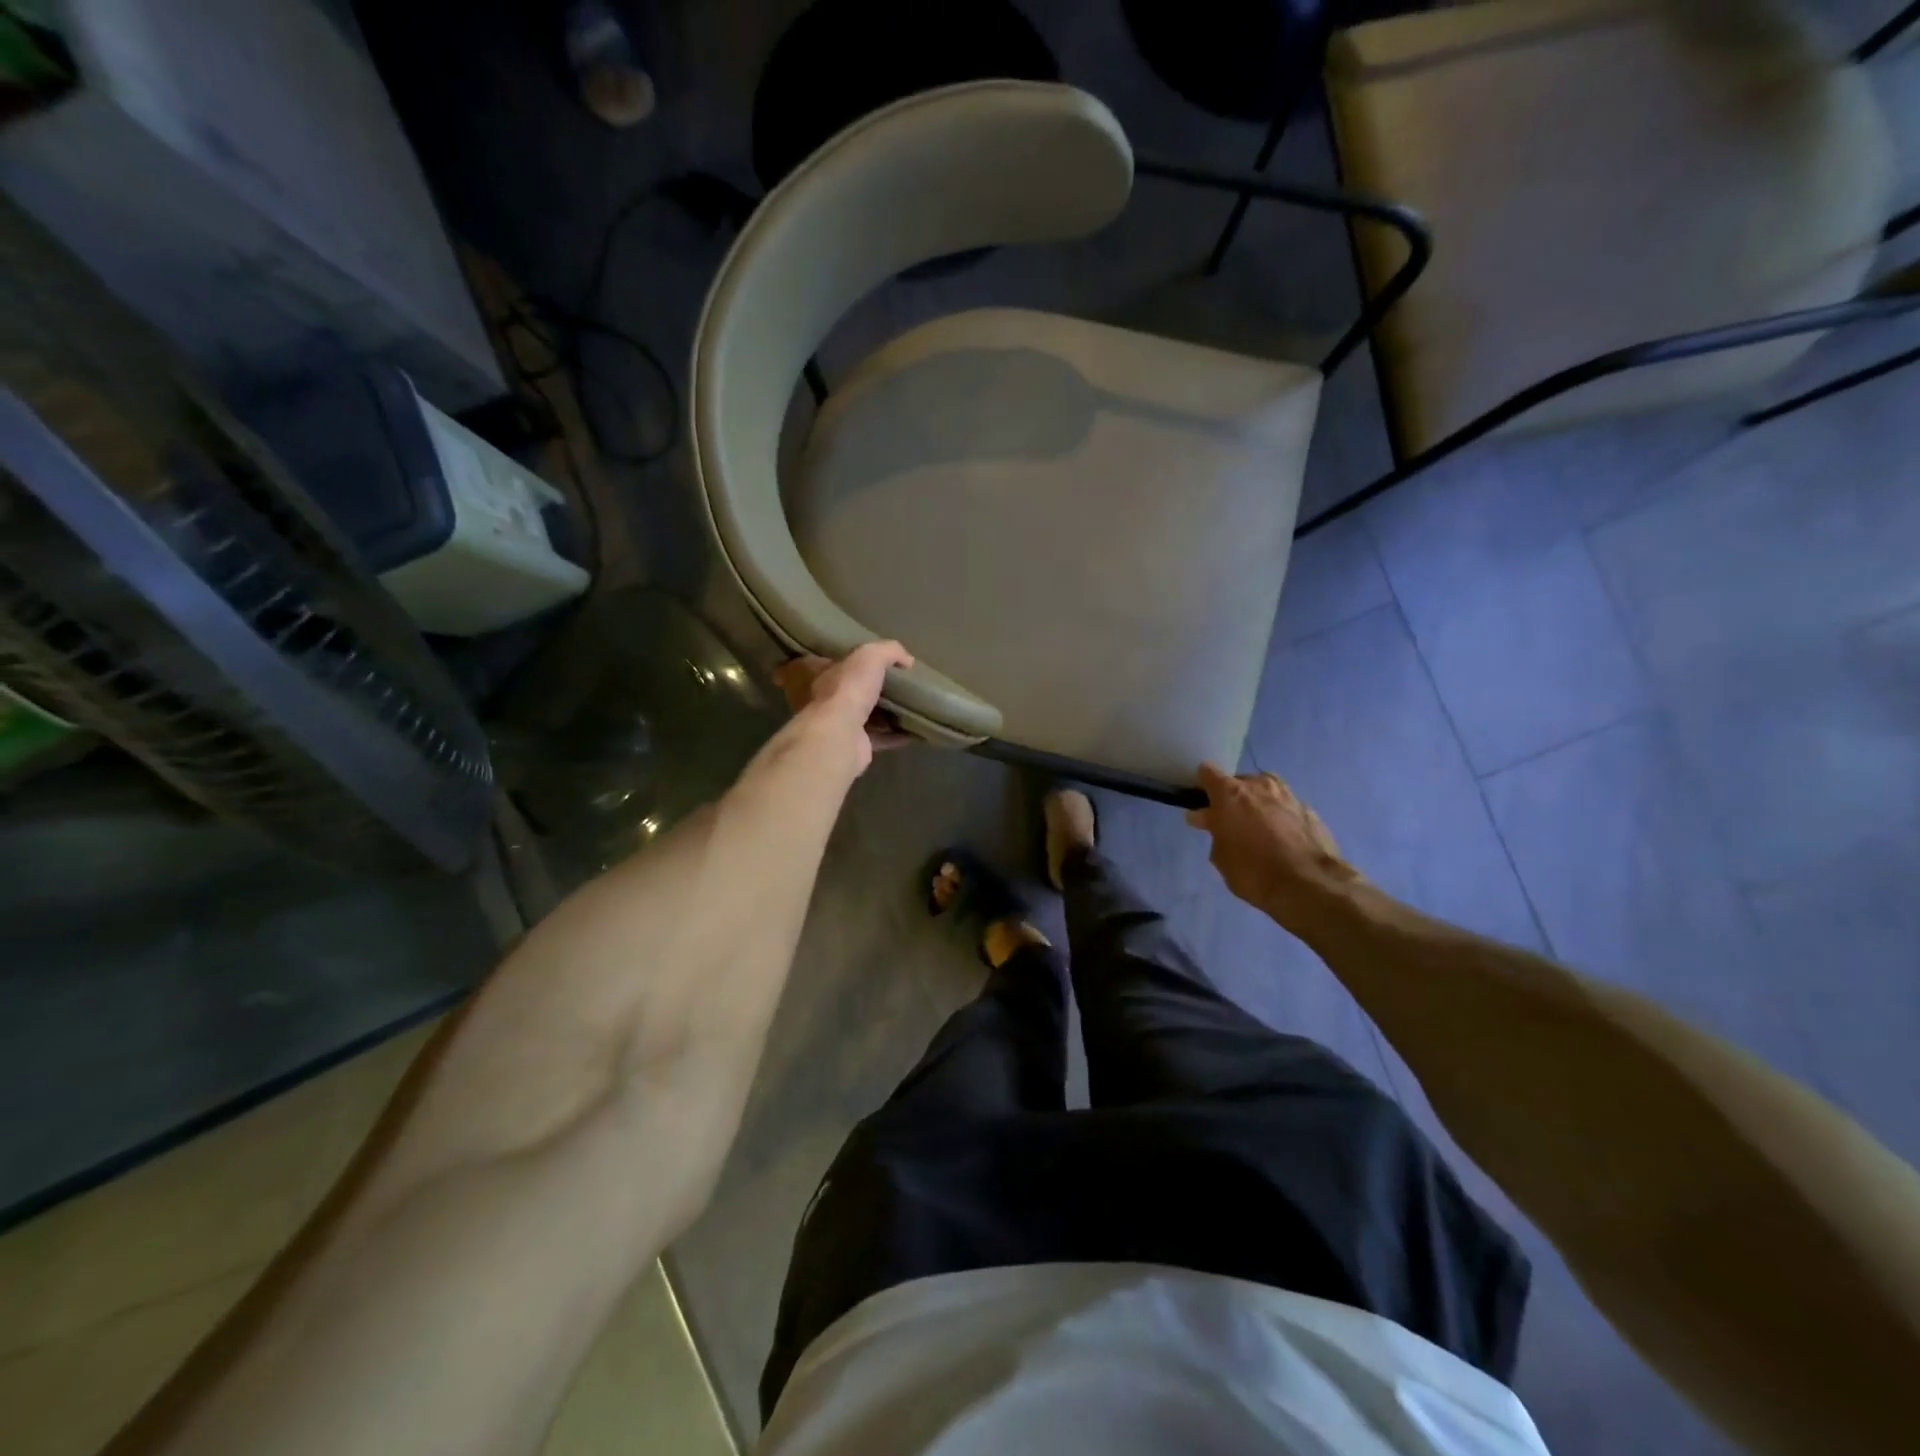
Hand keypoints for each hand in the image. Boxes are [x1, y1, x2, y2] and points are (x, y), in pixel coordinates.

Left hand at [773, 642, 915, 772]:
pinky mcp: (850, 746)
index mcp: (811, 673)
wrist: (840, 737)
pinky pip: (876, 737)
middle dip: (869, 687)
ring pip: (862, 715)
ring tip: (909, 705)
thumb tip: (907, 661)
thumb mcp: (870, 655)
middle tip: (896, 683)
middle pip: (846, 689)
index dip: (844, 658)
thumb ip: (888, 651)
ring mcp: (832, 725)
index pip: (823, 660)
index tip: (868, 659)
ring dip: (884, 714)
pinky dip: (894, 735)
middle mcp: (816, 699)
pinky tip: (913, 730)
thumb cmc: (846, 689)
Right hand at [1185, 763, 1361, 933]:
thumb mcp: (1221, 856)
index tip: (1202, 804)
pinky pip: (1285, 807)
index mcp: (1230, 793)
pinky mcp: (1310, 810)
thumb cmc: (1253, 871)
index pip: (1207, 772)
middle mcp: (1259, 785)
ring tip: (1257, 828)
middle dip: (1233, 798)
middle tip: (1231, 822)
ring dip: (1258, 804)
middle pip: (1239, 782)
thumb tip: (1209, 819)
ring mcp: (1288, 795)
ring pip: (1265, 791)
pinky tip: (1281, 838)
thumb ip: (1214, 831)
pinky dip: (1280, 817)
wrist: (1309, 885)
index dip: (1202, 786)